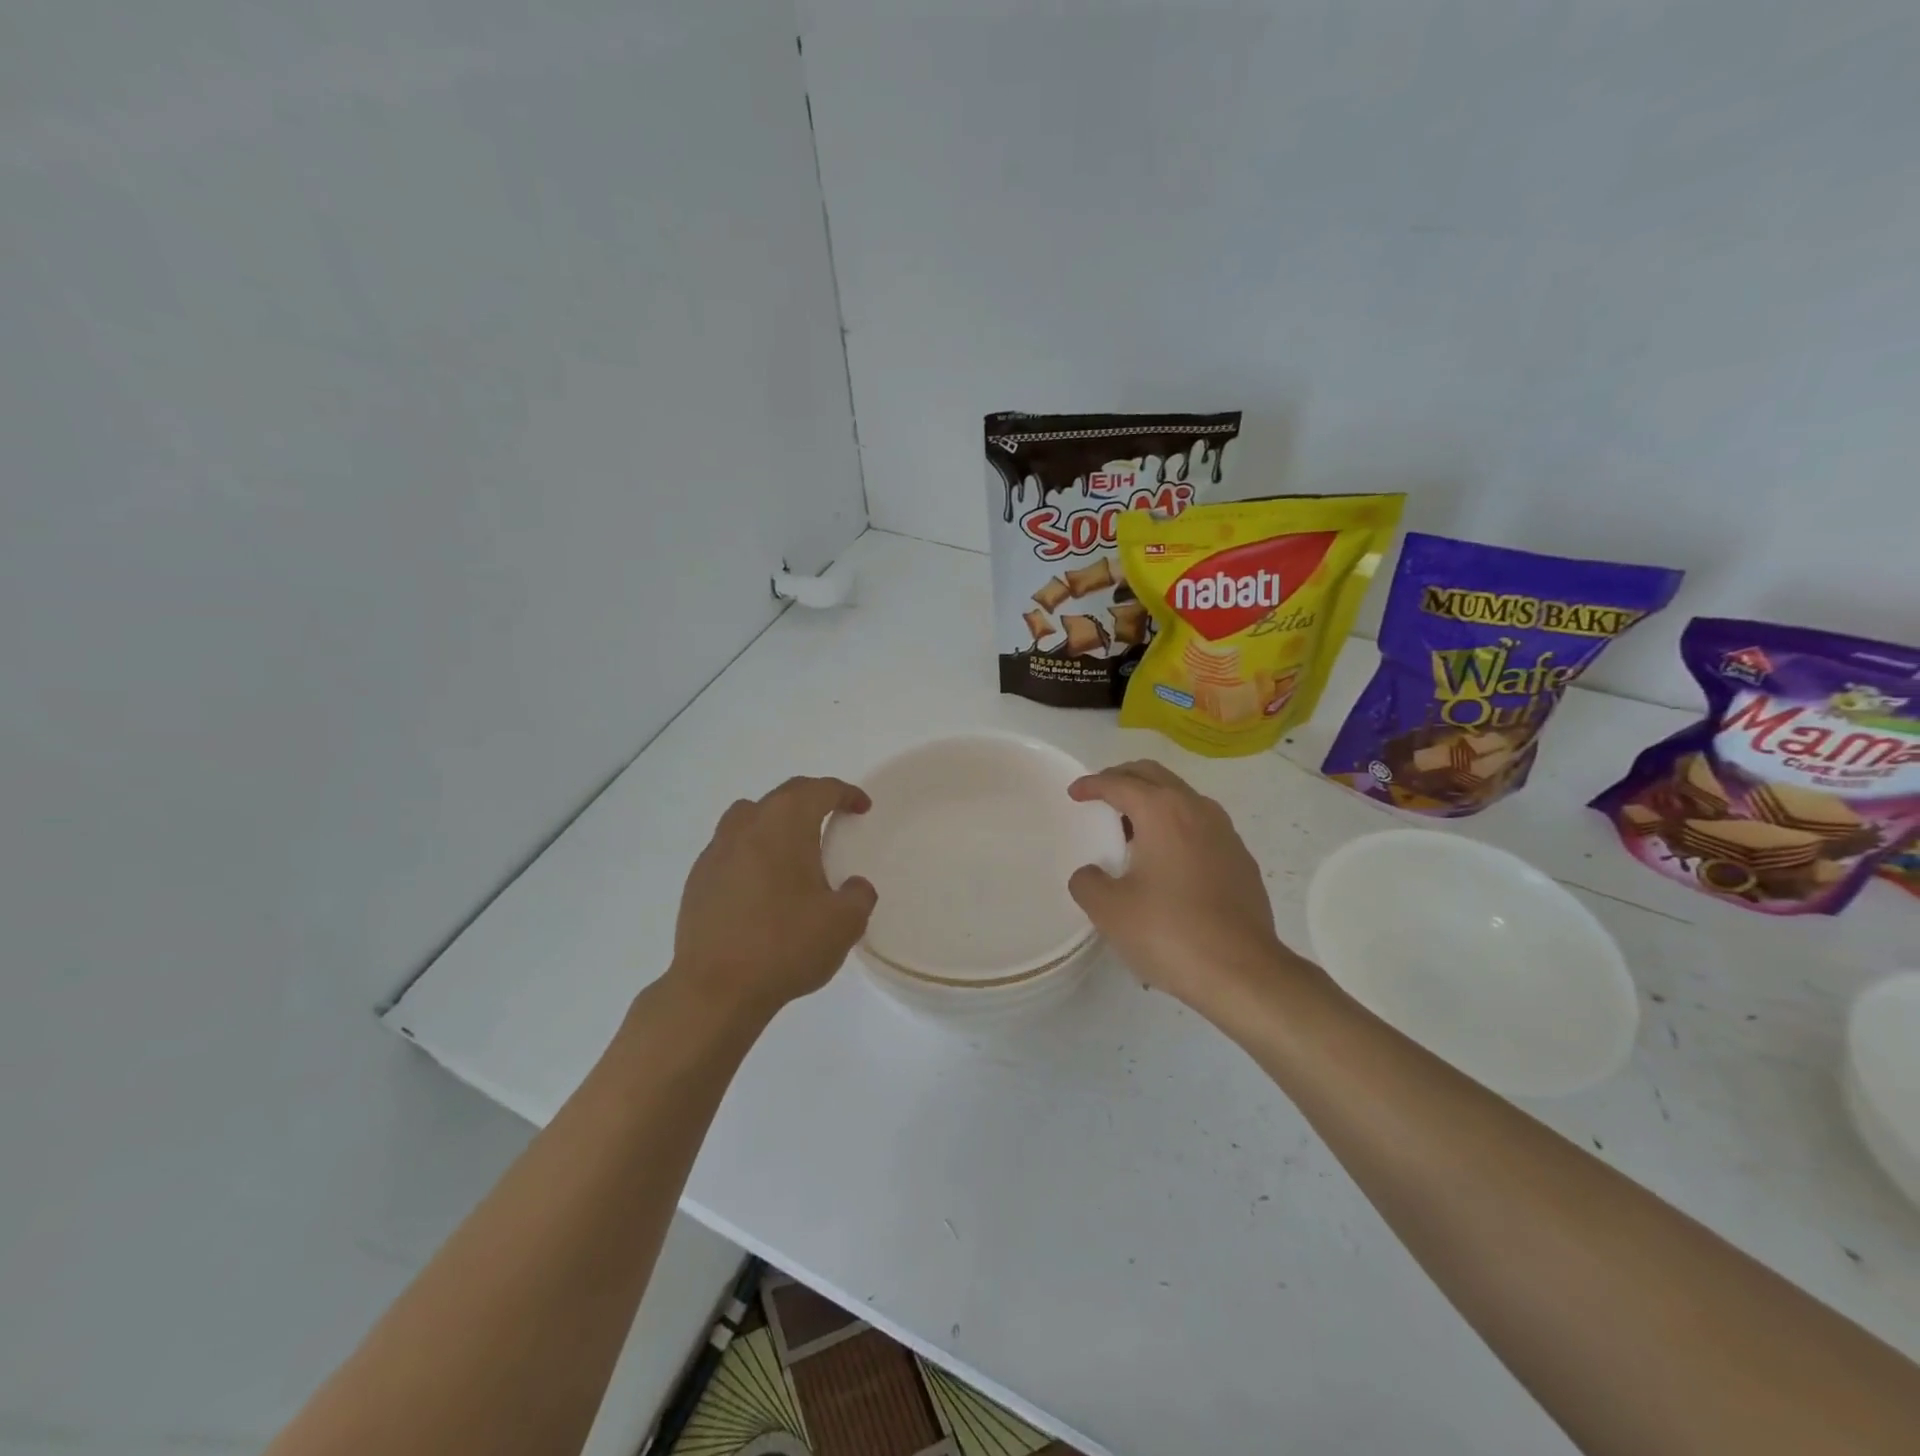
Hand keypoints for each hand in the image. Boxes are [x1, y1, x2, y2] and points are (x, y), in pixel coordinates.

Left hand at [667, 776, 876, 1020]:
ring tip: (792, 847)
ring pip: (749, 817)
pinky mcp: (697, 880)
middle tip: (832, 816)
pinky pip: (730, 849)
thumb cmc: (785, 945)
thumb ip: (858, 896)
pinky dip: (752, 852)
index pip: (819, 790)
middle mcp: (747, 825)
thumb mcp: (844, 923)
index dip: (845, 793)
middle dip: (811, 800)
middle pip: (783, 796)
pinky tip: (762, 884)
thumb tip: (853, 887)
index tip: (861, 807)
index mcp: (785, 824)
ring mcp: (716, 851)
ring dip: (775, 821)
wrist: (715, 989)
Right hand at [1068, 760, 1315, 1018]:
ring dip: (1152, 802)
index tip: (1075, 793)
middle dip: (1124, 778)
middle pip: (1154, 776)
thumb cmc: (1169, 932)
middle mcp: (1197, 810)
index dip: (1092, 784)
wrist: (1243, 972)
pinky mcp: (1240, 859)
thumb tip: (1091, 875)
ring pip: (1181, 798)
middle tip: (1101, 795)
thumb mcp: (1110, 910)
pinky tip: (1166, 861)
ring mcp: (1225, 833)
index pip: (1119, 783)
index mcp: (1162, 811)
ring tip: (1130, 829)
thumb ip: (1088, 882)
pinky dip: (1175, 827)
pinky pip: (1200, 826)